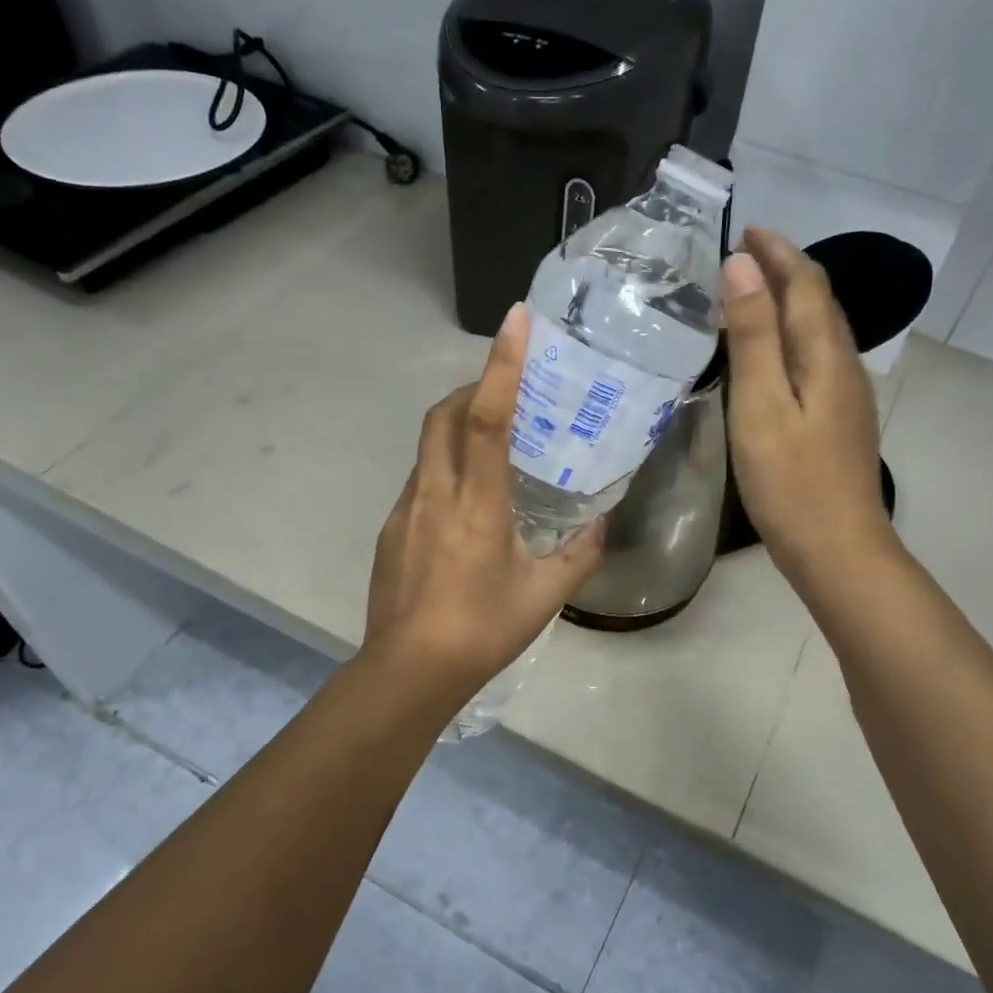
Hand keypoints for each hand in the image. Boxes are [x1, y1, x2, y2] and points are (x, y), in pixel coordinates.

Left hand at [362, 305, 604, 706]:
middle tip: (504, 392)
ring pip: (427, 447)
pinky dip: (443, 468)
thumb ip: (579, 555)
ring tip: (490, 447)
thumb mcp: (544, 595)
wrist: (408, 671)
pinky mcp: (390, 530)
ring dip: (455, 428)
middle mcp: (435, 493)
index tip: (515, 320)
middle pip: (443, 415)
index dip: (501, 365)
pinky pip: (419, 480)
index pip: (487, 417)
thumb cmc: (482, 630)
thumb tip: (601, 525)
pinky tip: (464, 506)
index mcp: (477, 503)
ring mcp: (405, 509)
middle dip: (471, 388)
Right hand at [723, 227, 898, 596]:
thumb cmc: (790, 480)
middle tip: (743, 256)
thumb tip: (742, 267)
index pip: (806, 283)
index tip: (744, 229)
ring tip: (751, 295)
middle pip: (819, 302)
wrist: (836, 548)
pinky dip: (792, 337)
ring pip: (820, 331)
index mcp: (825, 356)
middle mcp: (844, 366)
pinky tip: (772, 354)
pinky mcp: (839, 421)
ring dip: (790, 302)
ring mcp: (847, 396)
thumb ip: (753, 336)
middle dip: (786, 269)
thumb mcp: (761, 405)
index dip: (778, 251)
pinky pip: (817, 358)